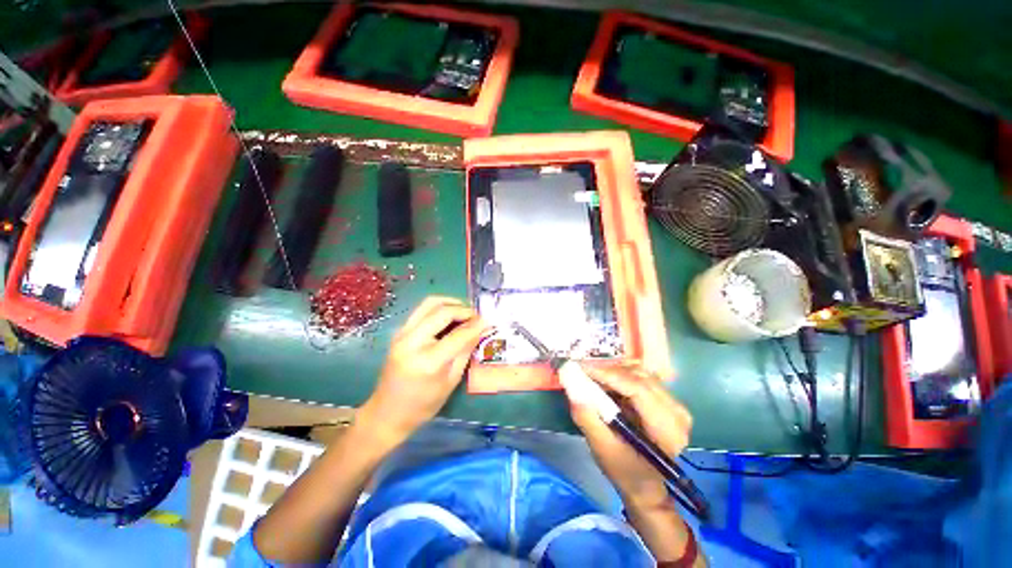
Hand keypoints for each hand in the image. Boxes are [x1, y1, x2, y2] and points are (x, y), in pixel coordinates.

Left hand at [358, 297, 491, 446]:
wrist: (388, 413)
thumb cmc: (424, 404)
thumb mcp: (451, 380)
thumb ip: (466, 350)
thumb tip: (482, 329)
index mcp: (428, 361)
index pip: (458, 334)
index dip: (476, 325)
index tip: (489, 321)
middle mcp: (412, 341)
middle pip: (443, 311)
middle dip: (464, 310)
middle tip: (477, 316)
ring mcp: (402, 334)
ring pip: (429, 303)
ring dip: (450, 303)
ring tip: (464, 312)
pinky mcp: (399, 331)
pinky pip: (422, 310)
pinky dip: (439, 308)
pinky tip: (450, 316)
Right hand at [567, 365, 692, 509]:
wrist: (645, 486)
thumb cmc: (625, 472)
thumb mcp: (602, 449)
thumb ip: (588, 419)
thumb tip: (572, 388)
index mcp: (667, 429)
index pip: (638, 389)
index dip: (608, 374)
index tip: (581, 368)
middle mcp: (677, 412)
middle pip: (639, 377)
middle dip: (607, 371)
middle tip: (582, 371)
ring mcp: (673, 404)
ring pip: (638, 373)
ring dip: (612, 372)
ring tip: (591, 376)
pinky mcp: (666, 399)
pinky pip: (639, 378)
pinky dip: (619, 376)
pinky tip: (605, 382)